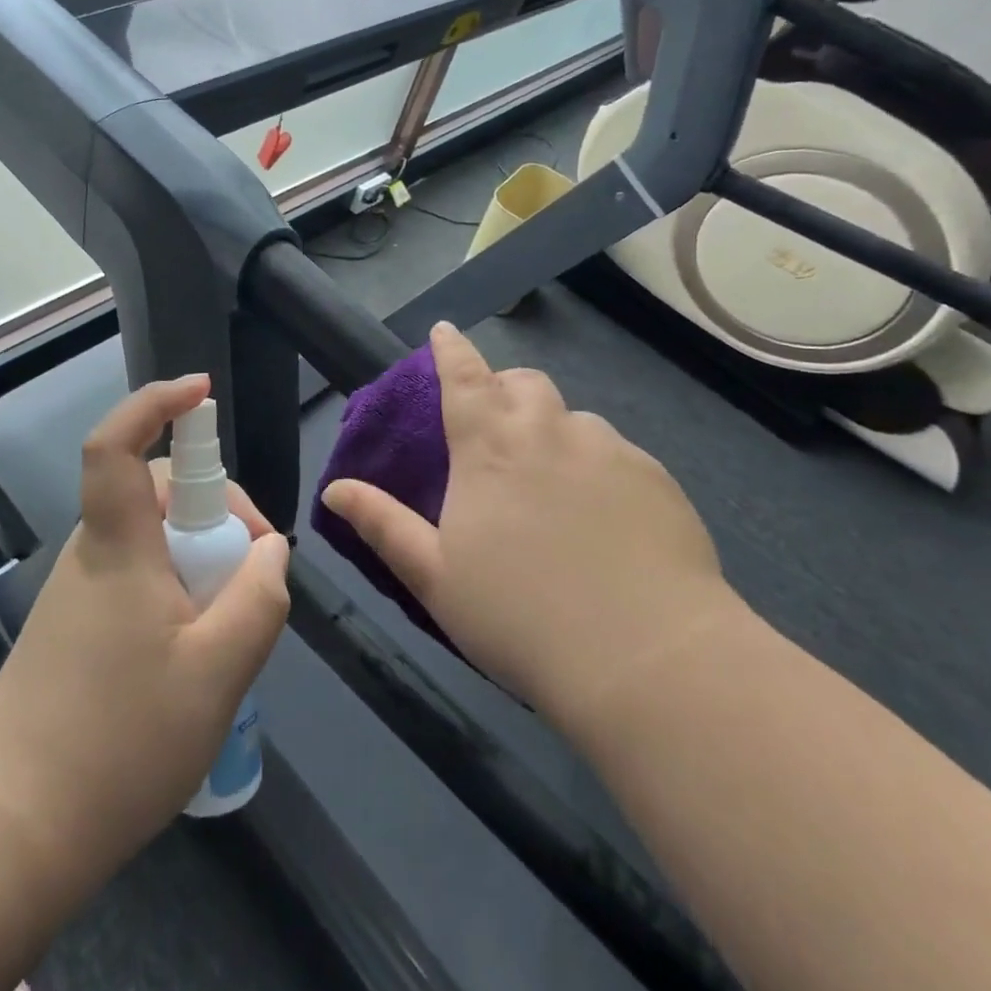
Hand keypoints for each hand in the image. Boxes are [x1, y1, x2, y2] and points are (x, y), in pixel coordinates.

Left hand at [0, 375, 289, 877]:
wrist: (13, 828)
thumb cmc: (120, 741)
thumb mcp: (218, 671)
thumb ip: (259, 597)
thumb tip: (271, 549)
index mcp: (119, 544)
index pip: (118, 445)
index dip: (157, 403)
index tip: (202, 392)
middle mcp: (93, 551)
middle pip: (157, 490)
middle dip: (218, 510)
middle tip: (256, 571)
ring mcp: (81, 588)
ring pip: (154, 537)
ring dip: (202, 557)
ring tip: (232, 624)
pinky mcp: (77, 624)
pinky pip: (141, 575)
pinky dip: (180, 587)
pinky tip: (198, 650)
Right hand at [320, 324, 739, 723]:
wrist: (647, 660)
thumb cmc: (520, 616)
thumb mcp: (434, 576)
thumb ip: (382, 524)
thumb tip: (333, 490)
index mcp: (489, 446)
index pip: (464, 376)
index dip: (451, 349)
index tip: (443, 330)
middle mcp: (549, 431)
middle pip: (523, 383)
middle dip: (504, 389)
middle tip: (497, 427)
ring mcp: (608, 450)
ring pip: (573, 418)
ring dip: (553, 431)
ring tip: (554, 484)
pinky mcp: (657, 478)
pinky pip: (618, 453)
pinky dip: (598, 466)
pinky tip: (605, 517)